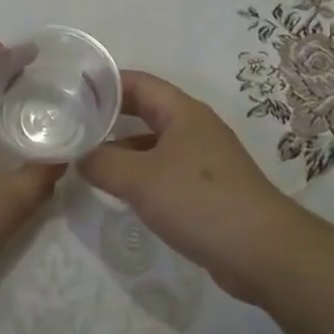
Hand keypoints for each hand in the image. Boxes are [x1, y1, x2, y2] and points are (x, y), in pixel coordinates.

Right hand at [79, 70, 305, 304]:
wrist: (262, 251)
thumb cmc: (199, 201)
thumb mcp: (140, 179)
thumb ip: (103, 163)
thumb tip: (78, 156)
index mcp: (183, 112)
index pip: (138, 82)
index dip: (105, 83)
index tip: (70, 91)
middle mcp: (194, 128)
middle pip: (146, 110)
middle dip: (110, 115)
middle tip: (73, 124)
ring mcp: (203, 160)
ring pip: (154, 143)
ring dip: (123, 148)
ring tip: (87, 159)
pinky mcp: (206, 190)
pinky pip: (164, 171)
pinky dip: (139, 174)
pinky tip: (120, 191)